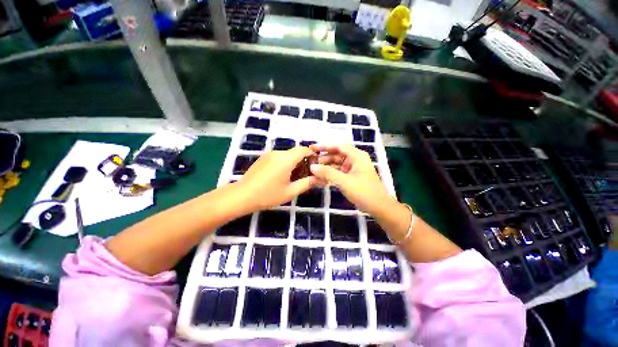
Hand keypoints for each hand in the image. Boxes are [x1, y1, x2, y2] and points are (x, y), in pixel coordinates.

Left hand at [237, 147, 318, 210]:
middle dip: (303, 161)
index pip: (304, 150)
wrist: (242, 195)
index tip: (316, 165)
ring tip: (293, 177)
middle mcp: (278, 153)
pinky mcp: (263, 158)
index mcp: (286, 159)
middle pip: (295, 152)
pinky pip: (278, 157)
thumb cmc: (268, 195)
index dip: (312, 155)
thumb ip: (307, 183)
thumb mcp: (290, 191)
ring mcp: (269, 154)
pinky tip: (281, 176)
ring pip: (287, 155)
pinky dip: (285, 163)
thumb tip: (319, 178)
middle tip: (305, 175)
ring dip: (293, 163)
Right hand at [310, 144, 392, 214]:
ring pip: (337, 164)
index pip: (338, 146)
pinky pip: (338, 172)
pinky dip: (330, 174)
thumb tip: (312, 167)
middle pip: (336, 155)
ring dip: (326, 167)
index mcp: (356, 156)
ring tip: (313, 170)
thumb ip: (327, 173)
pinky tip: (321, 178)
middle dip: (324, 158)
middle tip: (310, 162)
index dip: (324, 146)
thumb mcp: (344, 181)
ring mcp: (353, 169)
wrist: (379, 207)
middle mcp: (355, 159)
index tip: (312, 148)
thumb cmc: (364, 192)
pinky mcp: (352, 177)